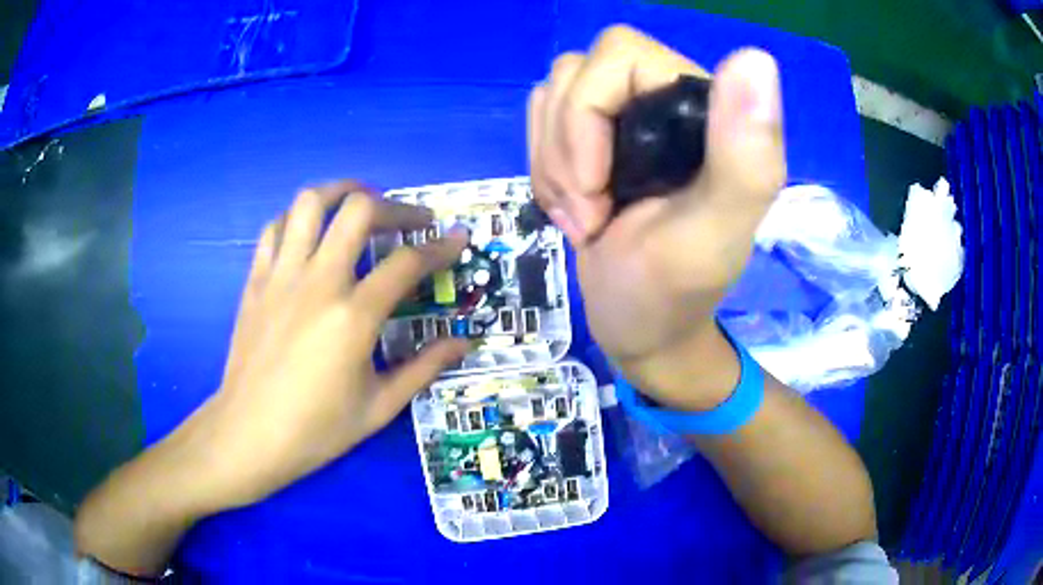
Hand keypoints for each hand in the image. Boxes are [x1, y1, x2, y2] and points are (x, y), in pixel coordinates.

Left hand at [177, 181, 468, 509]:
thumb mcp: (379, 407)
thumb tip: (464, 342)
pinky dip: (297, 219)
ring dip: (341, 192)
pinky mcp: (256, 281)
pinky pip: (275, 229)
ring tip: (359, 202)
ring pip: (310, 203)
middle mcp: (318, 282)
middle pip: (359, 212)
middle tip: (411, 221)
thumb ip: (424, 368)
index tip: (458, 240)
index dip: (441, 248)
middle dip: (395, 207)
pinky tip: (309, 233)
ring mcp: (281, 276)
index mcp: (353, 317)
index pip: (407, 263)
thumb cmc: (316, 429)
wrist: (249, 435)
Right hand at [528, 26, 785, 408]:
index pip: (618, 54)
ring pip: (553, 96)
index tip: (597, 187)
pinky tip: (572, 208)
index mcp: (704, 107)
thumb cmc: (673, 293)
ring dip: (552, 164)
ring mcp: (625, 117)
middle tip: (589, 213)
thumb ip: (743, 157)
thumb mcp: (711, 235)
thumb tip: (757, 58)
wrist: (639, 329)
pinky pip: (542, 122)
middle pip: (575, 73)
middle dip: (564, 150)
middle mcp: (664, 98)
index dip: (586, 114)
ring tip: (584, 217)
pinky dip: (543, 168)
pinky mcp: (595, 138)